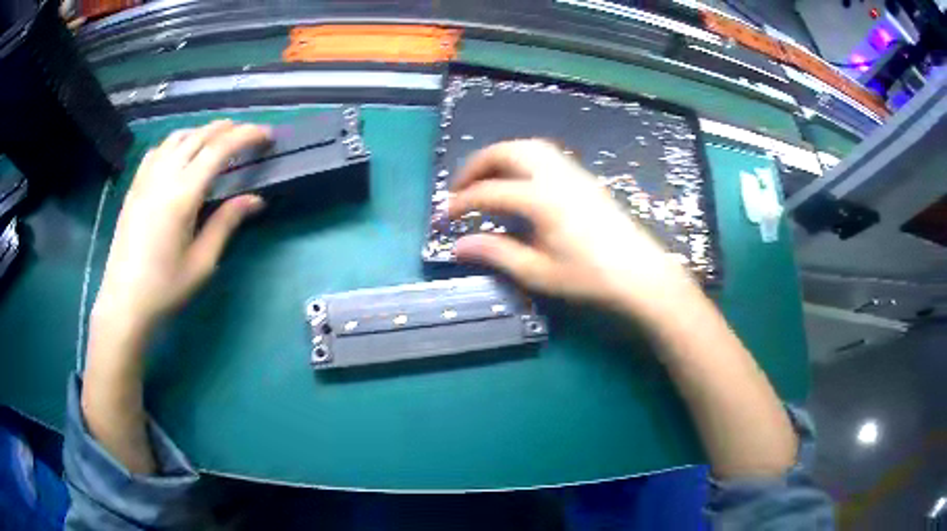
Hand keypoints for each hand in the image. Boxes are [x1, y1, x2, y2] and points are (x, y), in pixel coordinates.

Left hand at [92, 120, 270, 335]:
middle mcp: (163, 177)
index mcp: (182, 195)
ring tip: (218, 138)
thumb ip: (226, 223)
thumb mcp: (202, 262)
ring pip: (177, 138)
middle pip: (199, 136)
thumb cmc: (165, 288)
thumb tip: (255, 199)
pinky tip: (181, 152)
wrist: (124, 303)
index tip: (266, 134)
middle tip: (248, 133)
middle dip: (227, 128)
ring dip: (201, 131)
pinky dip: (176, 142)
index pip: (219, 150)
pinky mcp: (134, 187)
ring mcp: (145, 179)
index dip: (246, 136)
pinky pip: (157, 150)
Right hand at [449, 139, 700, 322]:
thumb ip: (497, 253)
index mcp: (541, 199)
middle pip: (508, 152)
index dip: (462, 202)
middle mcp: (555, 176)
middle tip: (460, 187)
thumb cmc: (590, 277)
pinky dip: (522, 158)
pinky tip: (520, 180)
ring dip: (501, 156)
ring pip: (529, 147)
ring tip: (486, 178)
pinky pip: (546, 154)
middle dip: (478, 164)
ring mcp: (573, 173)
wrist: (640, 273)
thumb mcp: (539, 272)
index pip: (490, 192)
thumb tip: (459, 245)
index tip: (446, 216)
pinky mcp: (584, 178)